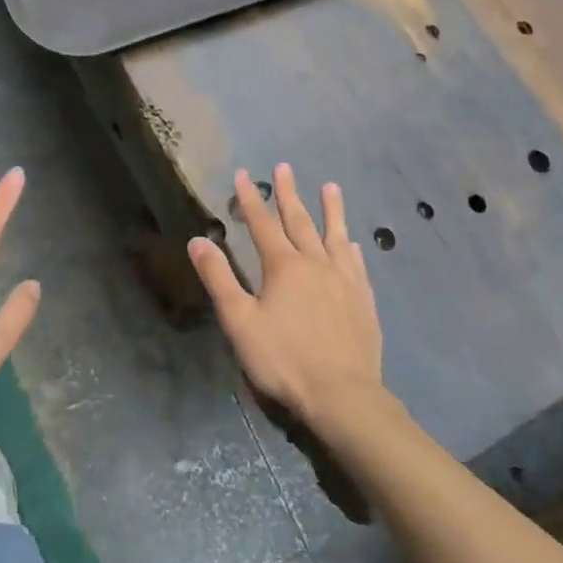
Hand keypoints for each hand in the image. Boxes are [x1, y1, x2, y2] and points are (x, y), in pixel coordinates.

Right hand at [188, 164, 383, 430]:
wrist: (343, 394)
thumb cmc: (284, 359)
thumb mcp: (240, 321)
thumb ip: (219, 278)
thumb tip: (198, 240)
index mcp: (283, 266)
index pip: (262, 224)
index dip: (250, 199)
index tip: (243, 174)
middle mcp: (316, 263)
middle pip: (300, 221)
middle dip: (288, 193)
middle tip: (283, 167)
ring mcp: (344, 280)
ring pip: (334, 235)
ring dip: (331, 210)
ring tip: (330, 186)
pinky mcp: (363, 300)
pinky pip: (356, 263)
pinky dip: (350, 247)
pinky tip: (351, 243)